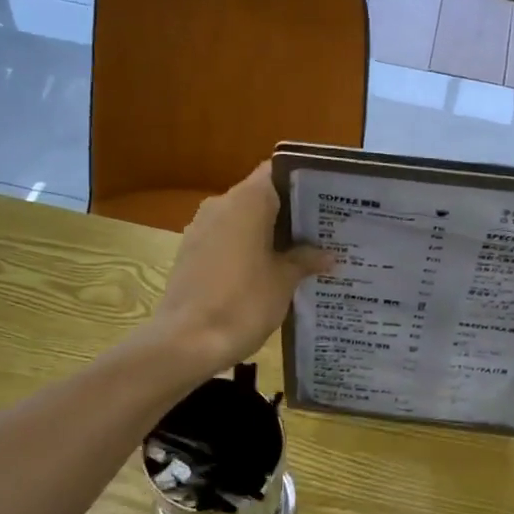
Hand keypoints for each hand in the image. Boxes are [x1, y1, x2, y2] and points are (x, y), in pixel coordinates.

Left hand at [149, 162, 333, 372]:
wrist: (186, 342)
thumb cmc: (243, 303)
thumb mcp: (284, 281)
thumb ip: (305, 260)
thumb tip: (327, 254)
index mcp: (247, 200)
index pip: (278, 171)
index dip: (303, 183)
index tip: (326, 201)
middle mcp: (220, 204)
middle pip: (261, 196)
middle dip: (290, 213)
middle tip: (323, 232)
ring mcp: (201, 228)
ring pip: (243, 220)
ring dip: (268, 234)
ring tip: (300, 255)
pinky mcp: (191, 253)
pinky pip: (227, 240)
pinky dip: (247, 249)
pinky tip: (268, 273)